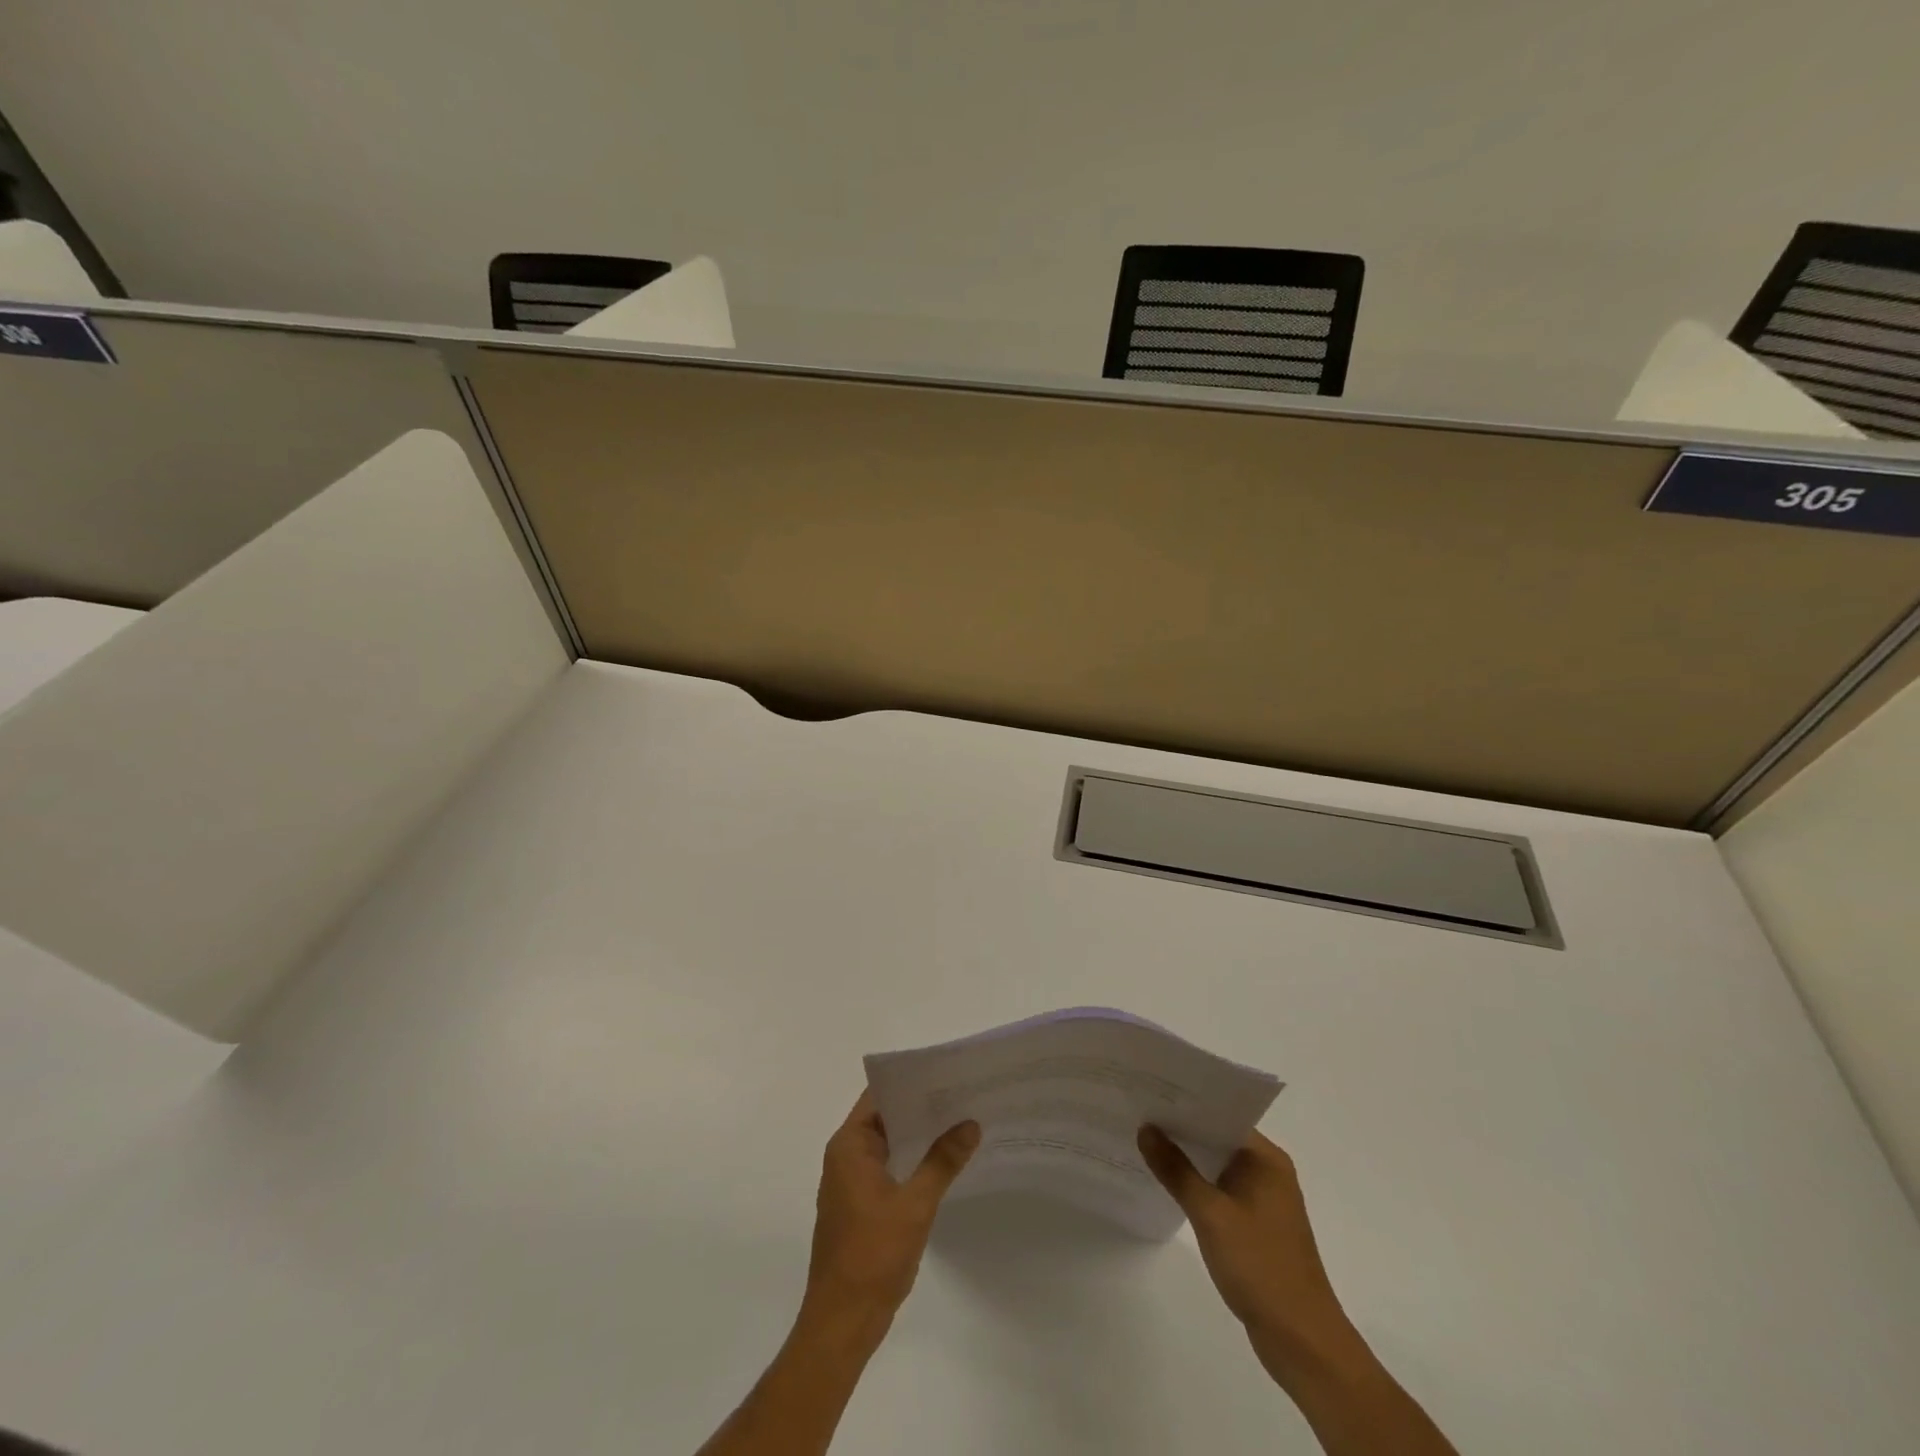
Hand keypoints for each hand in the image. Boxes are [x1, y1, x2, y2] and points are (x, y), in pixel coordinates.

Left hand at [804, 1091, 979, 1329]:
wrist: (842, 1323)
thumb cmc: (872, 1256)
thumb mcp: (915, 1205)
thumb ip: (942, 1161)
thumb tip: (970, 1124)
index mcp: (849, 1146)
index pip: (879, 1096)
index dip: (910, 1082)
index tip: (945, 1072)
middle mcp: (846, 1156)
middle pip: (885, 1117)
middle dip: (921, 1107)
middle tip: (963, 1093)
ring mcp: (851, 1182)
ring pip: (889, 1143)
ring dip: (919, 1135)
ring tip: (960, 1120)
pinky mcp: (860, 1205)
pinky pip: (889, 1167)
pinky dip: (912, 1160)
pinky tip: (944, 1160)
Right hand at [1138, 1126, 1353, 1368]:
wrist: (1301, 1341)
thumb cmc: (1260, 1266)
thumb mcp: (1210, 1214)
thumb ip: (1176, 1169)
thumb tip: (1146, 1128)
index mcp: (1266, 1159)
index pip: (1222, 1115)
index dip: (1186, 1104)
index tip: (1150, 1094)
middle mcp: (1268, 1172)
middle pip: (1218, 1138)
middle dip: (1181, 1129)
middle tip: (1137, 1113)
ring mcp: (1264, 1200)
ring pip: (1217, 1165)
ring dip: (1187, 1158)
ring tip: (1144, 1142)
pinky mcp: (1257, 1226)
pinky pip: (1221, 1190)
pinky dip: (1197, 1185)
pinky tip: (1167, 1184)